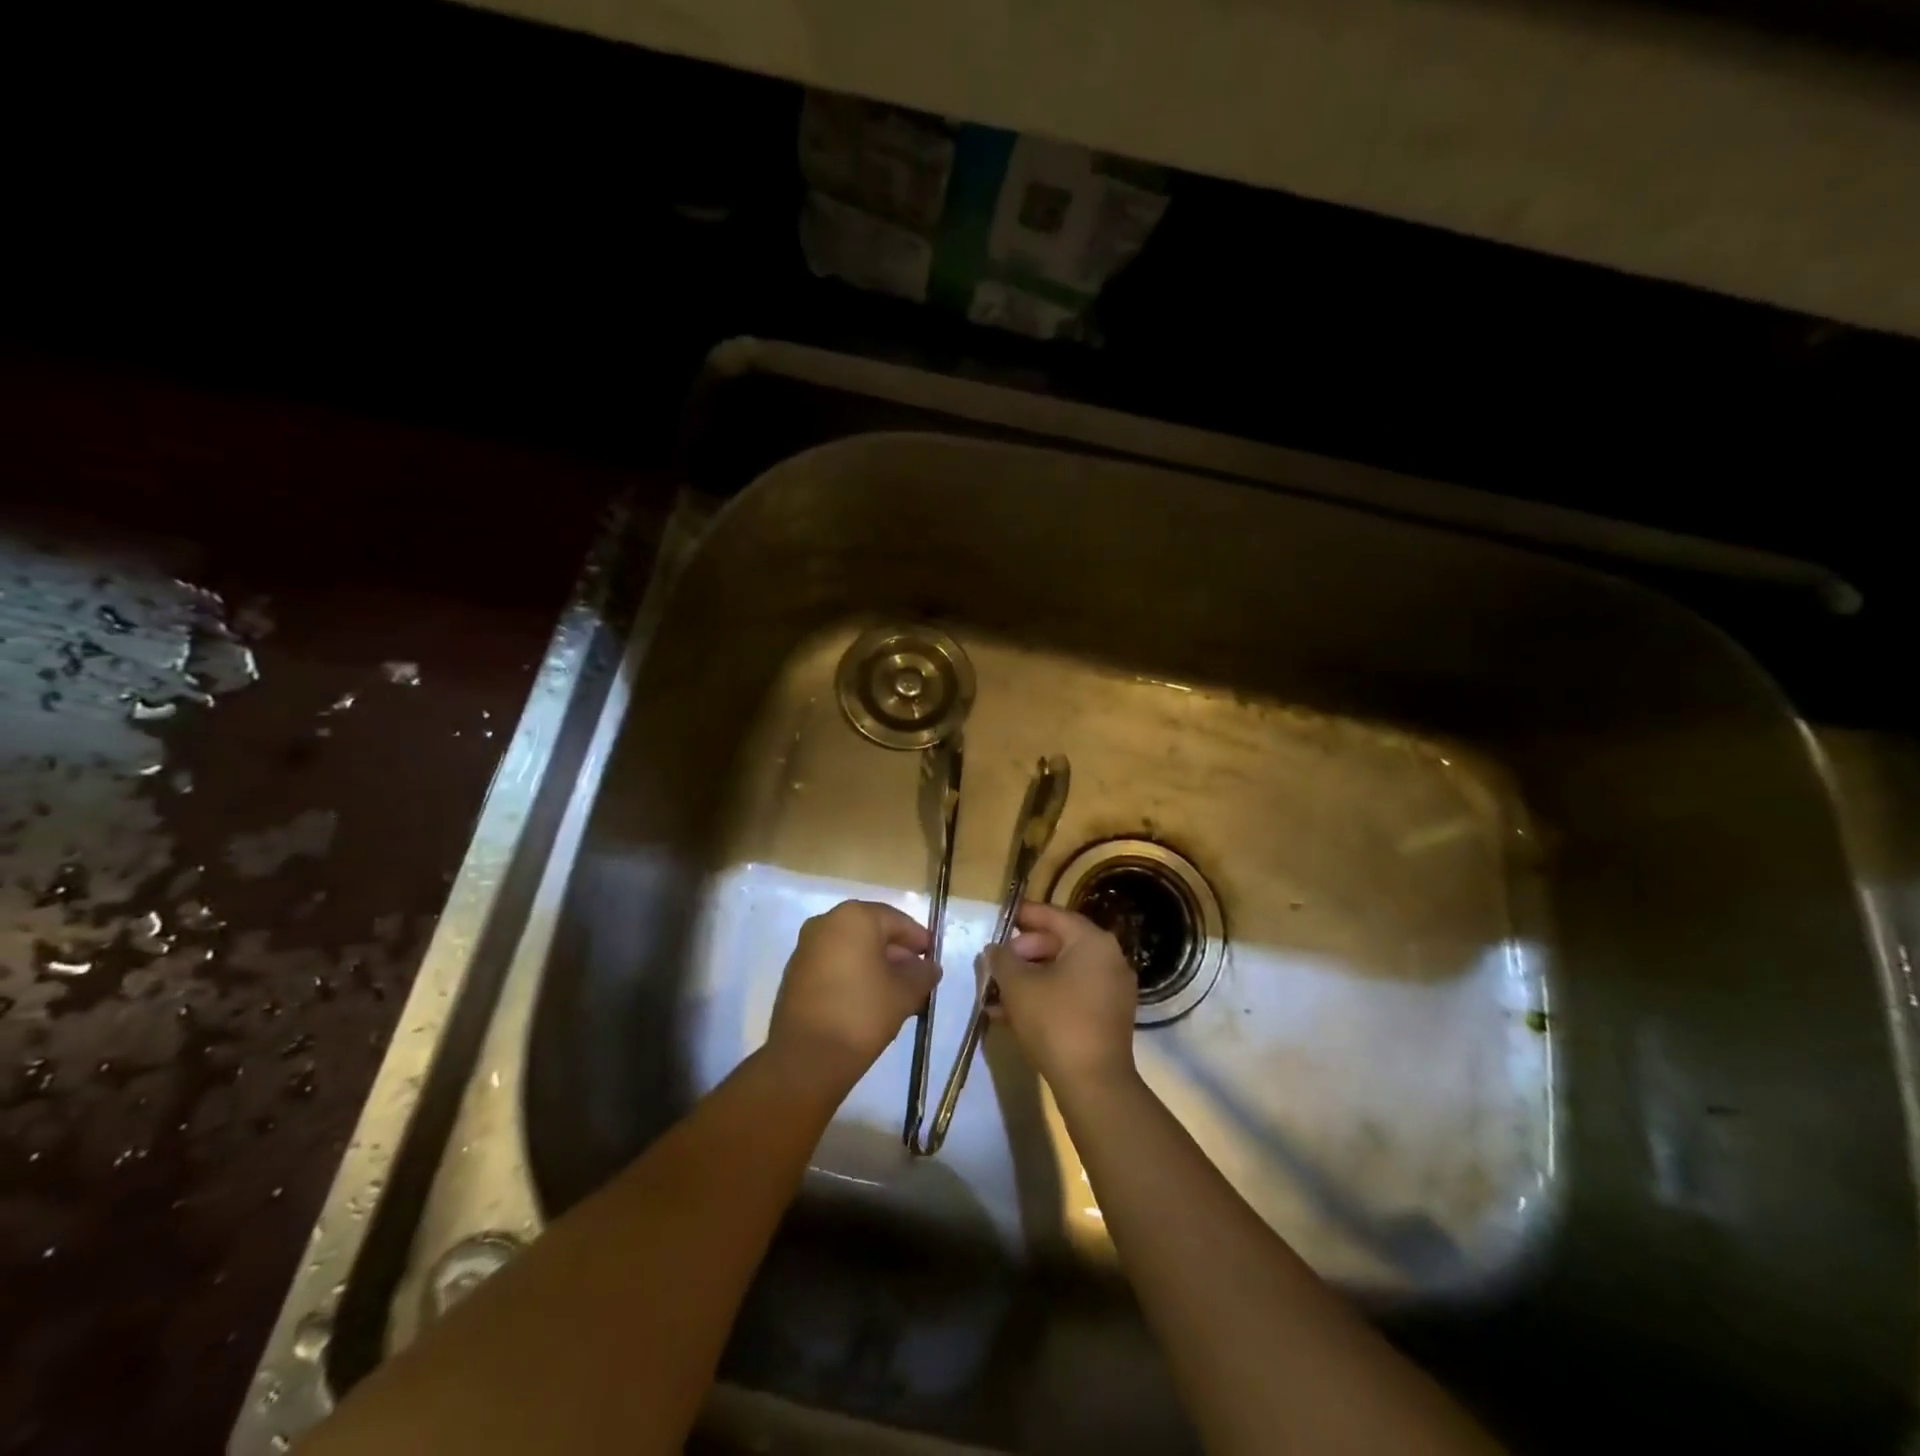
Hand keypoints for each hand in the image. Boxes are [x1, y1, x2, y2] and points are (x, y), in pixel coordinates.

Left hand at [768, 901, 937, 1087]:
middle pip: (872, 933)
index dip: (919, 939)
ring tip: (898, 996)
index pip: (896, 920)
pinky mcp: (795, 975)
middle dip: (897, 955)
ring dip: (876, 968)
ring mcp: (806, 949)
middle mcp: (826, 923)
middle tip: (918, 980)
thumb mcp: (905, 992)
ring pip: (852, 951)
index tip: (933, 959)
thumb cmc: (862, 1013)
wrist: (806, 1059)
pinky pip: (834, 966)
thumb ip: (922, 974)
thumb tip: (929, 967)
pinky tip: (870, 1003)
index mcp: (854, 917)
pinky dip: (854, 977)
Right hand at [986, 902, 1137, 1090]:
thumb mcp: (1018, 986)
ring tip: (996, 994)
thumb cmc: (1055, 1021)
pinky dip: (1045, 998)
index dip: (1025, 914)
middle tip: (995, 965)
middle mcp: (1109, 959)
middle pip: (1058, 944)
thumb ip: (1002, 960)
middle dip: (1022, 954)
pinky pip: (1071, 995)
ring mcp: (1112, 990)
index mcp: (1092, 942)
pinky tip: (1012, 1015)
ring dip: (1028, 980)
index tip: (1001, 916)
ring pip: (1062, 973)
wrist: (1093, 1084)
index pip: (1054, 916)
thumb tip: (995, 950)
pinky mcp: (1108, 1018)